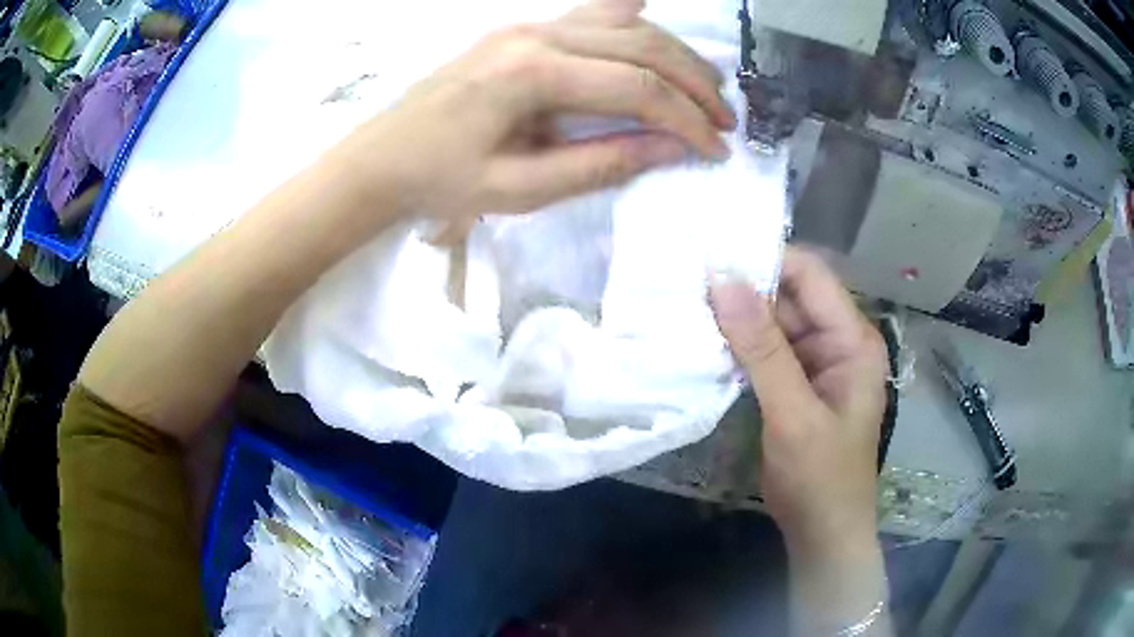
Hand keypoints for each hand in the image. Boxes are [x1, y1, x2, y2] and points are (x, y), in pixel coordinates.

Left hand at [330, 0, 734, 222]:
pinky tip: (651, 17)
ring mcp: (528, 26)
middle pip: (640, 45)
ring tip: (707, 86)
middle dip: (693, 83)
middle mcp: (536, 35)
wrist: (382, 158)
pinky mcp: (522, 30)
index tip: (716, 149)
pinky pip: (589, 14)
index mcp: (532, 74)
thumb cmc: (441, 181)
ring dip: (673, 53)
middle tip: (726, 119)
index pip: (636, 88)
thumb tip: (673, 150)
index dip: (686, 120)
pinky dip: (630, 19)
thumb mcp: (521, 188)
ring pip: (623, 25)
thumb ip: (601, 164)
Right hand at [710, 248, 887, 553]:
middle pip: (789, 296)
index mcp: (852, 339)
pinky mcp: (794, 383)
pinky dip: (737, 346)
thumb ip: (762, 349)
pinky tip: (704, 340)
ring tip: (686, 303)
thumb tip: (723, 280)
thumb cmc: (820, 477)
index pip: (810, 276)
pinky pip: (765, 351)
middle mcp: (837, 340)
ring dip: (736, 318)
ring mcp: (815, 362)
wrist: (822, 531)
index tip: (712, 256)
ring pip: (773, 323)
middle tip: (687, 280)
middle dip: (743, 289)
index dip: (765, 261)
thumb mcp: (793, 414)